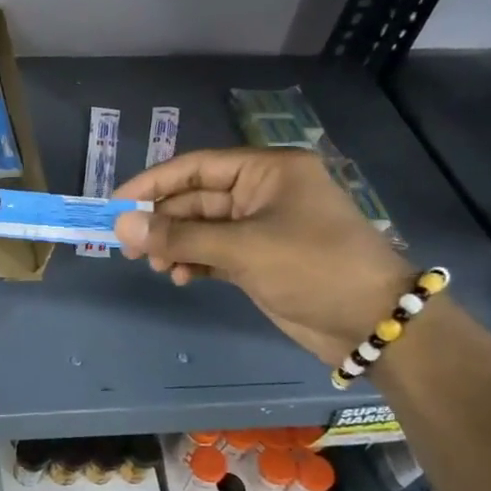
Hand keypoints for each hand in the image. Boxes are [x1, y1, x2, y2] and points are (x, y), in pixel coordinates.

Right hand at [113, 148, 411, 365]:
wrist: (375, 323)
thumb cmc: (313, 267)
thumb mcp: (243, 248)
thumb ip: (179, 236)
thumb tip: (122, 226)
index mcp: (267, 170)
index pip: (195, 167)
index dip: (152, 183)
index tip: (116, 204)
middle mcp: (262, 192)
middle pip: (195, 198)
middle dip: (162, 221)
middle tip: (130, 246)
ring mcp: (262, 226)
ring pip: (201, 227)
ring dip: (175, 245)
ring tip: (157, 267)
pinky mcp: (261, 257)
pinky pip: (214, 251)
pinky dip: (194, 262)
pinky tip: (181, 278)